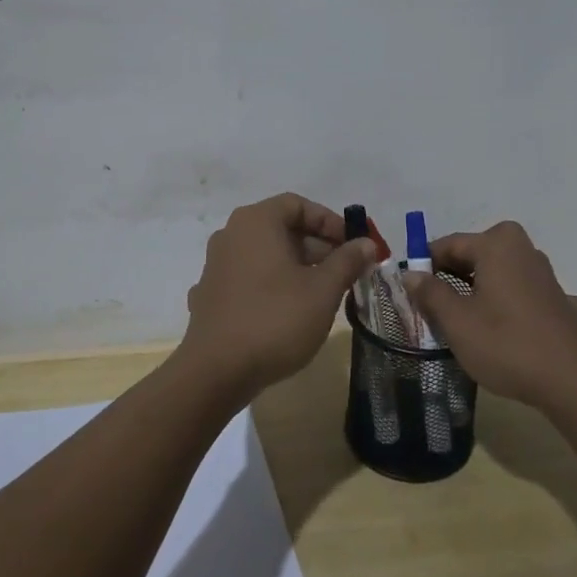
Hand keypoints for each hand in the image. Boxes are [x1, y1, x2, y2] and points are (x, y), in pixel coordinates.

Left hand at [182, 193, 375, 395]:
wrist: (216, 372)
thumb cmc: (275, 320)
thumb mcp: (323, 290)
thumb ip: (347, 261)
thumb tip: (366, 244)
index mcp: (256, 222)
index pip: (298, 205)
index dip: (330, 221)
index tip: (353, 246)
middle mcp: (231, 235)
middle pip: (281, 228)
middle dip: (317, 247)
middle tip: (345, 272)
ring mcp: (216, 265)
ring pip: (265, 255)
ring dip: (297, 266)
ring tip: (323, 294)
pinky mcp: (210, 295)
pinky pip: (248, 278)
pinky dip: (272, 285)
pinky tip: (288, 311)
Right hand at [406, 221, 576, 410]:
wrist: (573, 382)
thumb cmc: (506, 344)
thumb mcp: (457, 321)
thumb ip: (430, 293)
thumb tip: (411, 275)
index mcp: (496, 245)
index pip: (448, 244)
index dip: (426, 266)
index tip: (411, 291)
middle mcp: (524, 250)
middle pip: (476, 256)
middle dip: (454, 277)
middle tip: (435, 308)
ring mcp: (548, 276)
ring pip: (503, 274)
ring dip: (484, 290)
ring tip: (468, 322)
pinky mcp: (565, 303)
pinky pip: (528, 297)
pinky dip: (517, 307)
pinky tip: (516, 328)